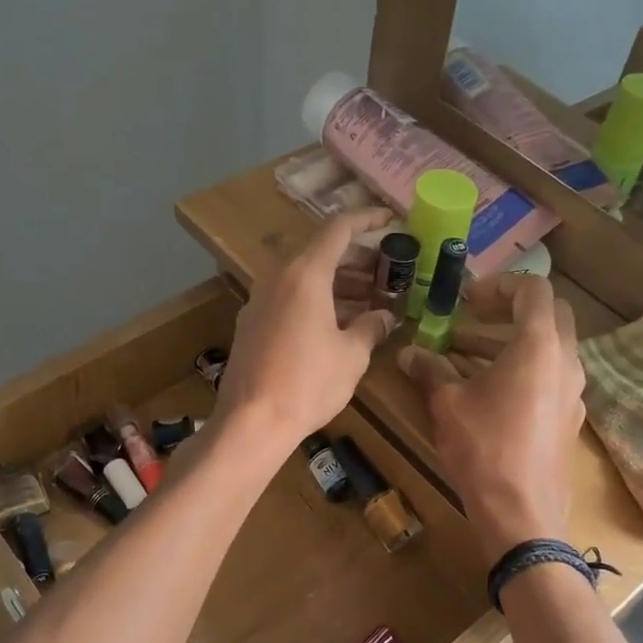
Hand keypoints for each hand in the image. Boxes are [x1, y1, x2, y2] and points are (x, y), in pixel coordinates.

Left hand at [217, 211, 396, 454]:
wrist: (251, 422)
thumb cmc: (308, 383)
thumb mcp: (351, 356)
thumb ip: (371, 328)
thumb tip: (386, 317)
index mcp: (305, 274)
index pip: (338, 229)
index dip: (367, 220)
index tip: (391, 222)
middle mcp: (278, 277)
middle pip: (320, 252)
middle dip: (357, 257)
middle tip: (388, 268)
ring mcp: (260, 300)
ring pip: (304, 277)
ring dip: (338, 281)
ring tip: (371, 297)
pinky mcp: (251, 324)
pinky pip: (289, 298)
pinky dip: (316, 300)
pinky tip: (338, 322)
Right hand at [397, 274, 584, 558]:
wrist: (523, 515)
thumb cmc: (484, 449)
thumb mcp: (448, 404)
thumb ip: (429, 369)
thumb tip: (406, 353)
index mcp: (539, 347)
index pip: (533, 289)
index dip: (498, 285)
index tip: (465, 301)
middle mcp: (566, 362)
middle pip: (547, 315)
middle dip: (508, 310)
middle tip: (470, 318)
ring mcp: (573, 392)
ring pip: (547, 349)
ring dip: (508, 343)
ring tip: (463, 355)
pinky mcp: (569, 419)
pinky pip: (548, 378)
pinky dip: (520, 371)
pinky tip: (486, 393)